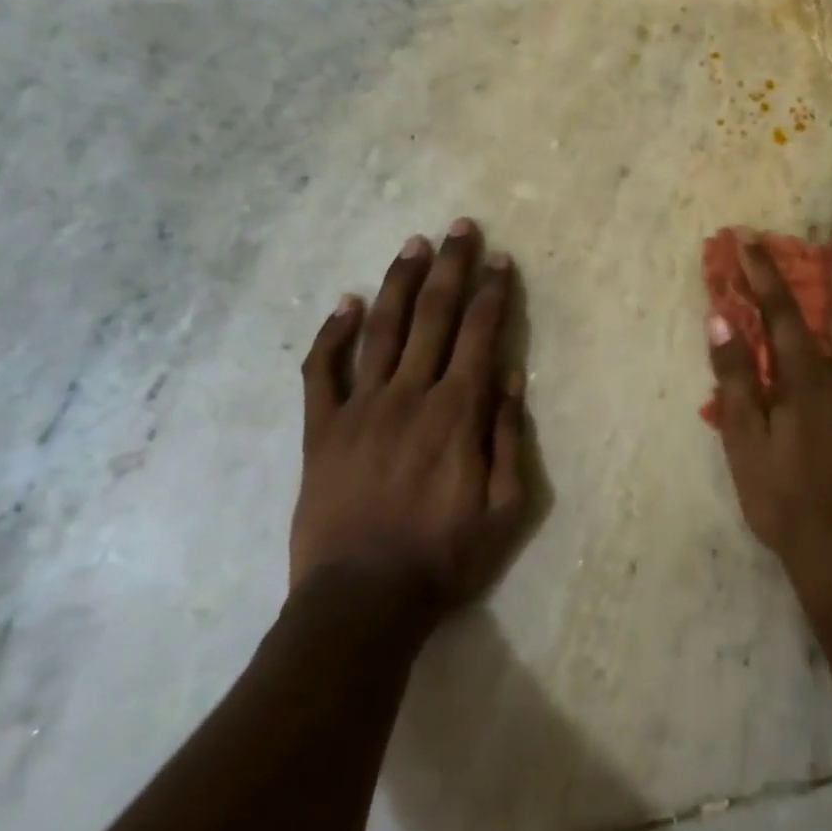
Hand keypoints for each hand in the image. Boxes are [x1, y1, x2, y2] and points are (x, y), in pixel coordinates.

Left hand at [292, 219, 527, 615]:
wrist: (361, 603)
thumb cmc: (443, 557)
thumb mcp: (505, 508)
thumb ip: (509, 437)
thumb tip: (510, 375)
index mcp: (457, 412)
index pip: (480, 333)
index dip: (492, 291)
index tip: (499, 259)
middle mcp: (410, 394)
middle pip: (434, 315)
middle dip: (451, 266)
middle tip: (460, 227)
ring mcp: (360, 408)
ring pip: (383, 329)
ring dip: (400, 282)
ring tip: (414, 244)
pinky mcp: (321, 430)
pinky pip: (322, 372)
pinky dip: (332, 334)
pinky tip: (345, 302)